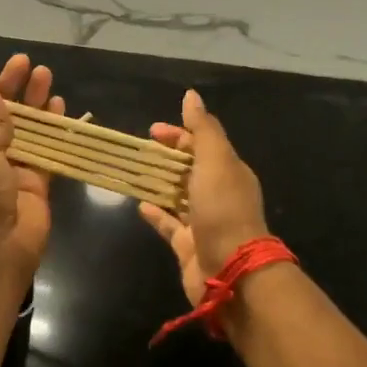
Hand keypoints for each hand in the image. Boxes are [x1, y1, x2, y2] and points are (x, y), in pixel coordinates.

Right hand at [138, 89, 269, 306]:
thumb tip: (191, 95)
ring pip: (178, 196)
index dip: (179, 134)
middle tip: (140, 150)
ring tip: (134, 172)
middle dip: (167, 157)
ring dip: (159, 183)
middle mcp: (219, 194)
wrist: (231, 270)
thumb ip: (202, 129)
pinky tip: (140, 206)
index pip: (203, 144)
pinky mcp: (188, 246)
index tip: (153, 131)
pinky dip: (156, 213)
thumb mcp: (215, 160)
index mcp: (229, 171)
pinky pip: (170, 225)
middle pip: (190, 169)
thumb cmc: (223, 209)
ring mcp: (204, 222)